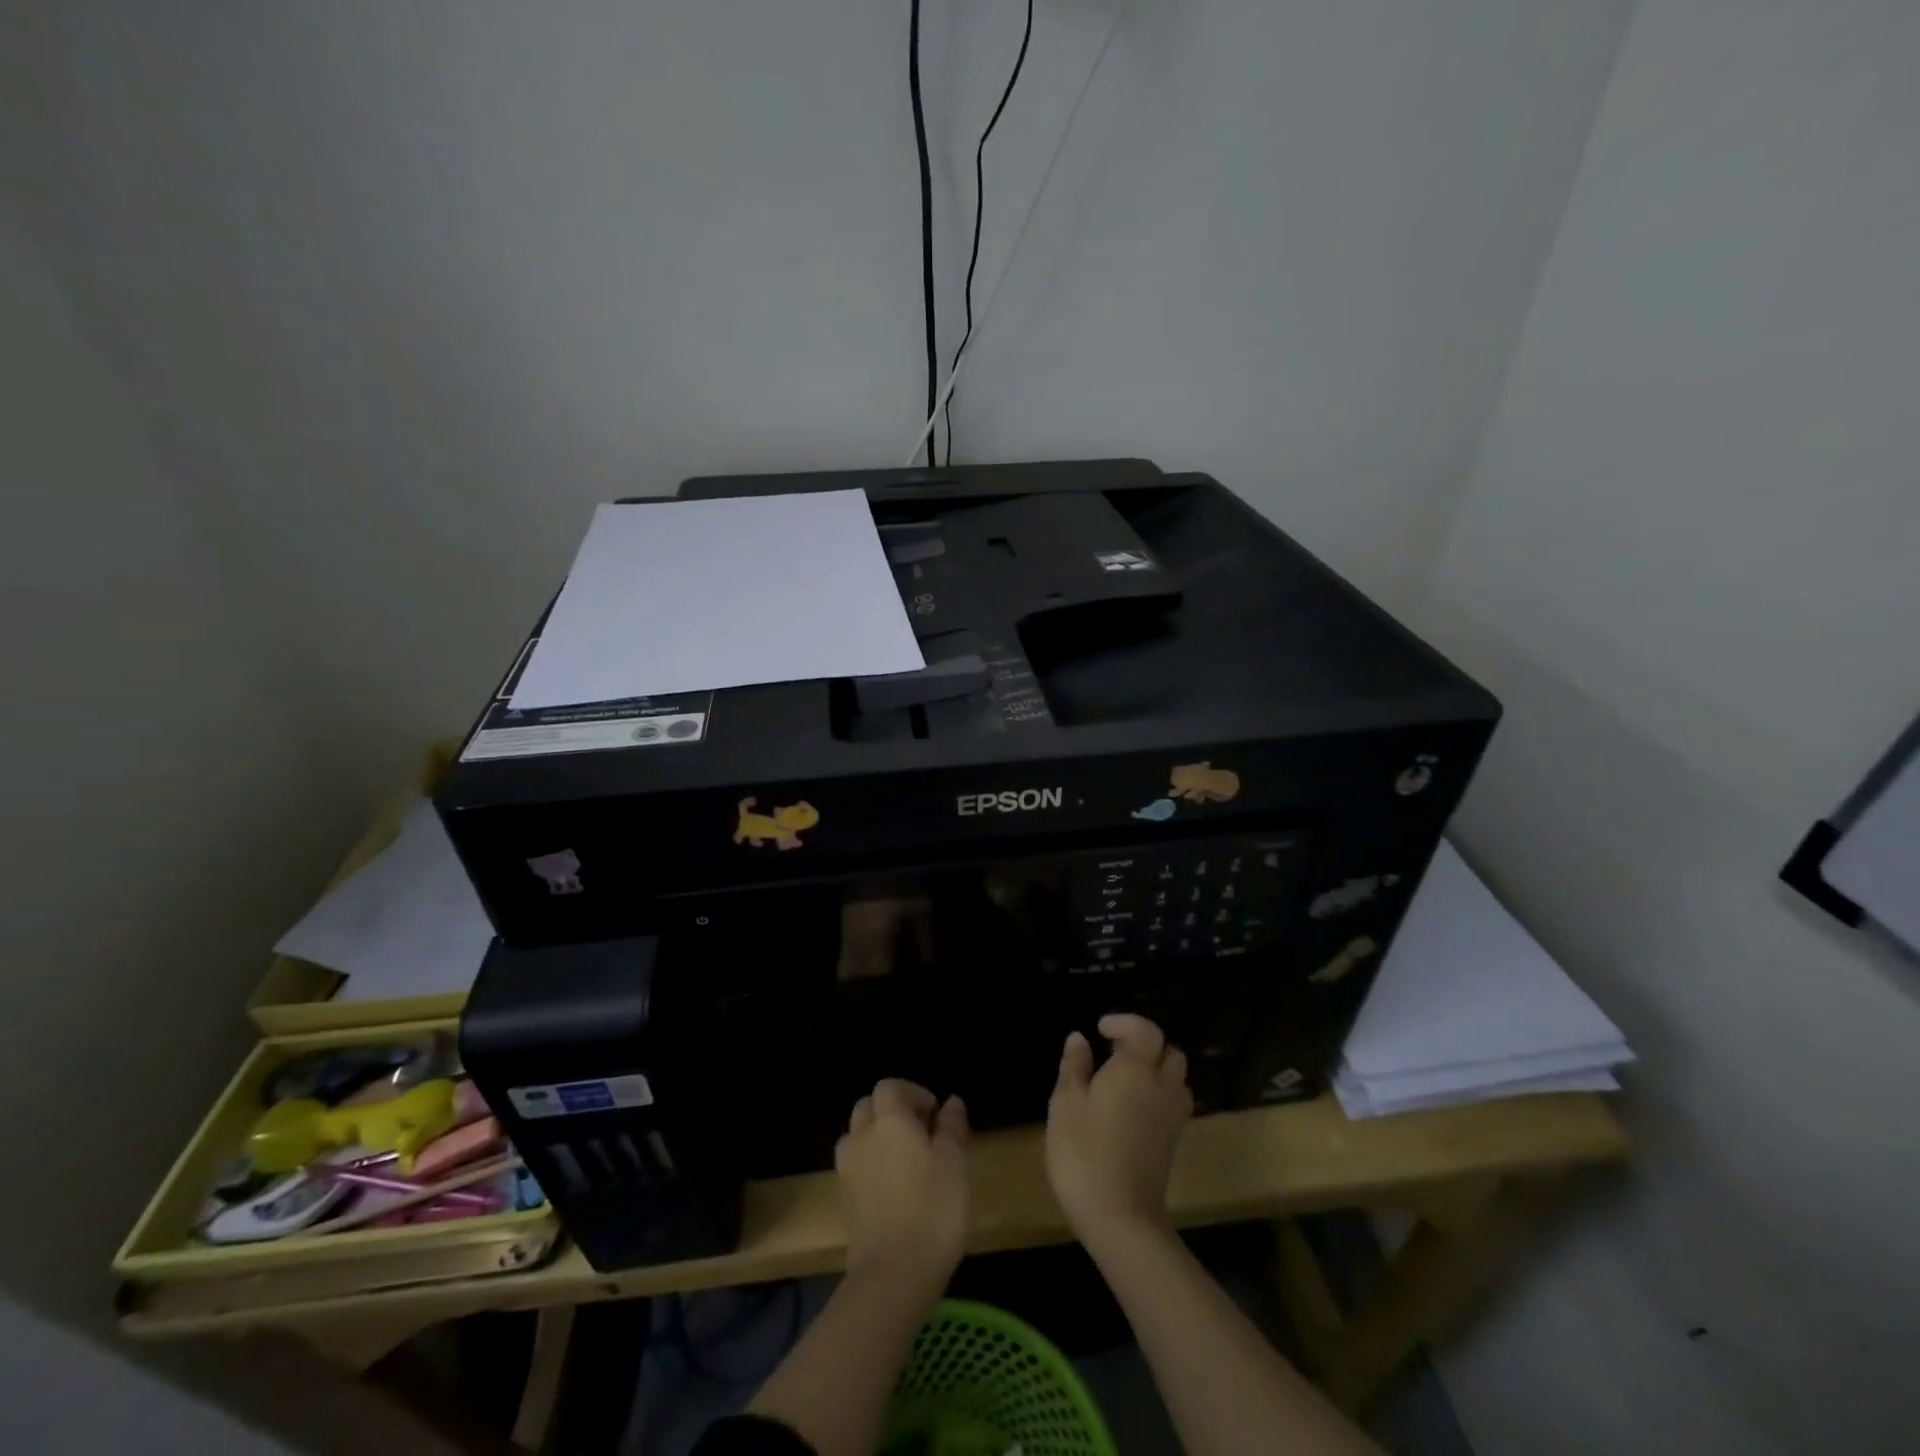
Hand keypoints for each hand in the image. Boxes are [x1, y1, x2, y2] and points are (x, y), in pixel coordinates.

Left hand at [835, 1079, 970, 1299]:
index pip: (890, 1087)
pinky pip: (855, 1165)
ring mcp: (849, 1169)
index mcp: (889, 1120)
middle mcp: (863, 1136)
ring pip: (856, 1135)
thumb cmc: (933, 1209)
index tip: (935, 1114)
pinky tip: (892, 1186)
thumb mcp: (955, 1163)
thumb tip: (951, 1102)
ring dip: (876, 1136)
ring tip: (904, 1158)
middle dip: (892, 1111)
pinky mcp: (845, 1199)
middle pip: (868, 1106)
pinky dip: (869, 1164)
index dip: (912, 1093)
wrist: (893, 1274)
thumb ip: (952, 1127)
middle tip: (921, 1133)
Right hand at [1047, 1014, 1192, 1249]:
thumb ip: (1074, 1067)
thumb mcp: (1065, 1105)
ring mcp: (1173, 1116)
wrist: (1121, 1219)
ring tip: (1123, 1079)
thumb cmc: (1084, 1153)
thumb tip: (1079, 1038)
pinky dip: (1159, 1093)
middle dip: (1145, 1044)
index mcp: (1135, 1070)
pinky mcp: (1174, 1141)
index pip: (1145, 1030)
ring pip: (1176, 1077)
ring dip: (1155, 1069)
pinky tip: (1133, 1108)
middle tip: (1113, 1052)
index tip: (1100, 1030)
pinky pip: (1174, 1101)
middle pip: (1169, 1051)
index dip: (1125, 1022)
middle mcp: (1162, 1086)